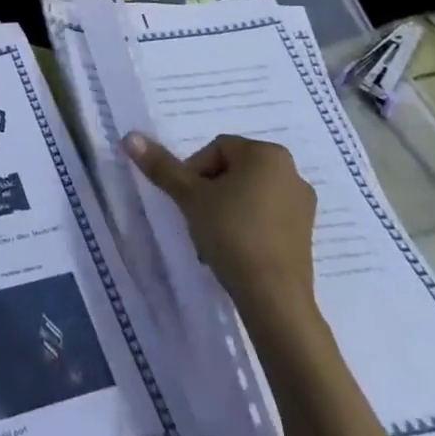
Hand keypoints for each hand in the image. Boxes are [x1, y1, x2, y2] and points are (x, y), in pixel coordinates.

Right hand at [125, 132, 318, 336]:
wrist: (274, 299)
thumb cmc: (232, 234)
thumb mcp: (190, 197)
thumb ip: (162, 166)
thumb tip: (129, 137)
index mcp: (267, 154)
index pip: (217, 149)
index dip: (193, 172)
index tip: (187, 201)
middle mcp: (291, 172)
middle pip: (233, 170)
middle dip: (209, 192)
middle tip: (196, 219)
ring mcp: (302, 205)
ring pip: (248, 195)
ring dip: (225, 209)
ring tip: (212, 239)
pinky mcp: (305, 234)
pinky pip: (266, 216)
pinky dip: (246, 226)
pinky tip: (233, 251)